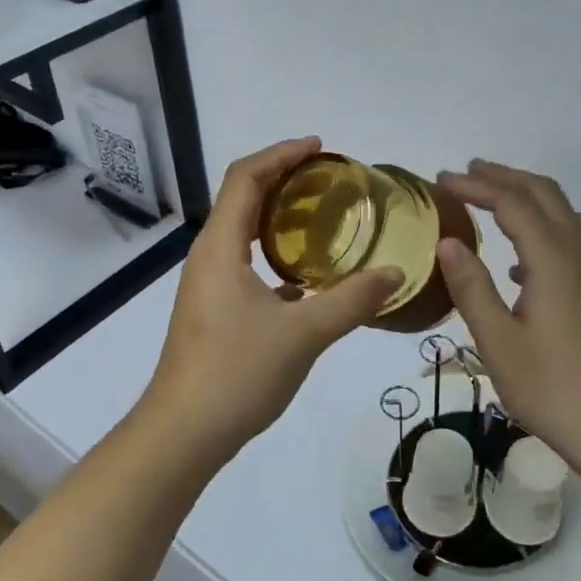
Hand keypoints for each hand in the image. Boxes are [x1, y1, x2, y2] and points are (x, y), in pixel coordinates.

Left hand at [139, 138, 402, 459]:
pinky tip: (310, 277)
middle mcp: (209, 257)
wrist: (184, 432)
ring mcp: (208, 285)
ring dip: (279, 218)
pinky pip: (246, 264)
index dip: (281, 154)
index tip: (320, 147)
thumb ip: (352, 300)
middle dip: (283, 179)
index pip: (245, 177)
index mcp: (220, 247)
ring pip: (244, 233)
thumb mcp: (303, 333)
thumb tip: (396, 273)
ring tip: (324, 218)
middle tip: (329, 180)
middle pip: (242, 199)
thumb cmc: (237, 373)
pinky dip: (276, 255)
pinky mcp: (214, 311)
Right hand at [435, 160, 580, 468]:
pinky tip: (524, 265)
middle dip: (505, 177)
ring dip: (531, 197)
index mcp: (552, 259)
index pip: (512, 202)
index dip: (476, 185)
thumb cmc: (554, 388)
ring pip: (567, 213)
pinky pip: (577, 240)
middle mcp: (579, 254)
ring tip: (499, 201)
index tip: (442, 179)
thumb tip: (448, 241)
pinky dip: (547, 229)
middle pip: (545, 195)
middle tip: (468, 172)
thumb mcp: (498, 342)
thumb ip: (472, 288)